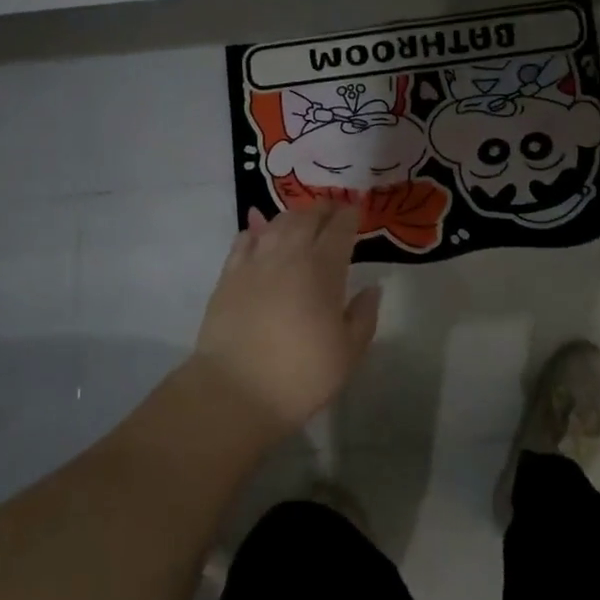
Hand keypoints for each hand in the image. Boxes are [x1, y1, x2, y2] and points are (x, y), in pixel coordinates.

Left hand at [192, 203, 381, 432]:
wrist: (235, 391)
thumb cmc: (301, 375)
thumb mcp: (348, 353)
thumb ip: (363, 316)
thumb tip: (372, 288)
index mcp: (323, 269)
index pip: (339, 228)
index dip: (350, 215)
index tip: (356, 210)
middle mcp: (289, 255)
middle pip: (307, 217)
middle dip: (323, 209)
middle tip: (332, 210)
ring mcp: (254, 262)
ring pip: (276, 223)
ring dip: (293, 216)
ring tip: (301, 218)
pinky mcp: (228, 275)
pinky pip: (244, 240)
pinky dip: (257, 231)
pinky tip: (261, 235)